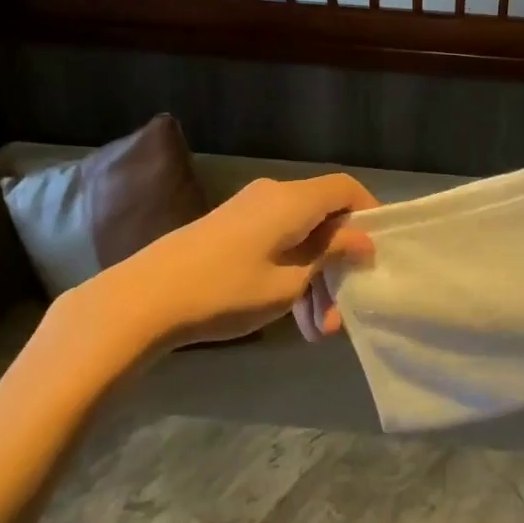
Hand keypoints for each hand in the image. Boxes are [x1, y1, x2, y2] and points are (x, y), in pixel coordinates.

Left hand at [105, 174, 378, 349]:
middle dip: (337, 267)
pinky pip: (276, 245)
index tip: (378, 254)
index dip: (369, 214)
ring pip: (299, 239)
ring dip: (313, 281)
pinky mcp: (230, 231)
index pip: (346, 189)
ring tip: (315, 333)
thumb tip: (364, 241)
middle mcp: (273, 196)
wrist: (145, 299)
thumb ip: (331, 255)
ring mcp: (249, 213)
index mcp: (293, 200)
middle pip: (323, 221)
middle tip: (340, 315)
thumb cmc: (227, 289)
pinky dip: (290, 275)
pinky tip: (291, 320)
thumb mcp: (290, 280)